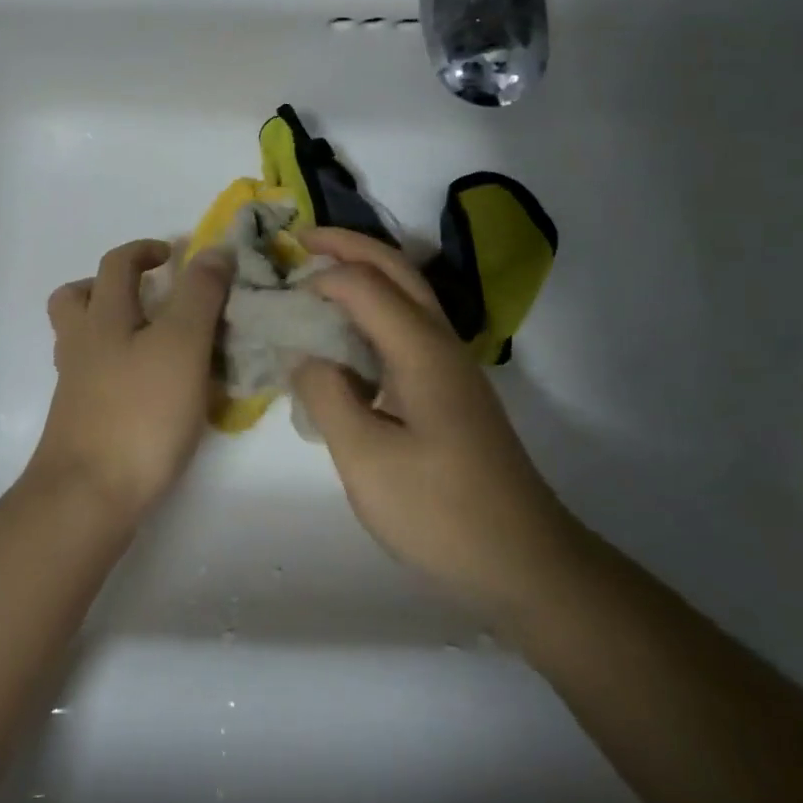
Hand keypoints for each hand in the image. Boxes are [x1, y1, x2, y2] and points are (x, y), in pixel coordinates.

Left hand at [27, 239, 232, 525]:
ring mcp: (75, 384)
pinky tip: (149, 387)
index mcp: (103, 316)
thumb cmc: (140, 412)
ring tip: (152, 339)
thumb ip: (199, 295)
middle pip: (77, 297)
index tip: (175, 255)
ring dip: (110, 325)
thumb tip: (213, 250)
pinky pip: (93, 375)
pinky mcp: (80, 418)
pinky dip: (117, 367)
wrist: (88, 495)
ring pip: (81, 338)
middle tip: (149, 295)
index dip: (146, 249)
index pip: (117, 263)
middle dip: (110, 285)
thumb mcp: (182, 344)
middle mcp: (81, 343)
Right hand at [291, 228, 577, 613]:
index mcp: (421, 349)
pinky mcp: (450, 390)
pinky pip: (407, 327)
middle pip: (396, 269)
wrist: (524, 563)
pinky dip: (374, 310)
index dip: (319, 278)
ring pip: (407, 294)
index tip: (278, 293)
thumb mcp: (366, 459)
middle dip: (348, 246)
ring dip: (365, 272)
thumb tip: (305, 354)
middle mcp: (440, 343)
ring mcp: (450, 366)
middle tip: (300, 239)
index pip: (363, 284)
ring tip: (320, 274)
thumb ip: (327, 395)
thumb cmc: (441, 512)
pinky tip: (348, 338)